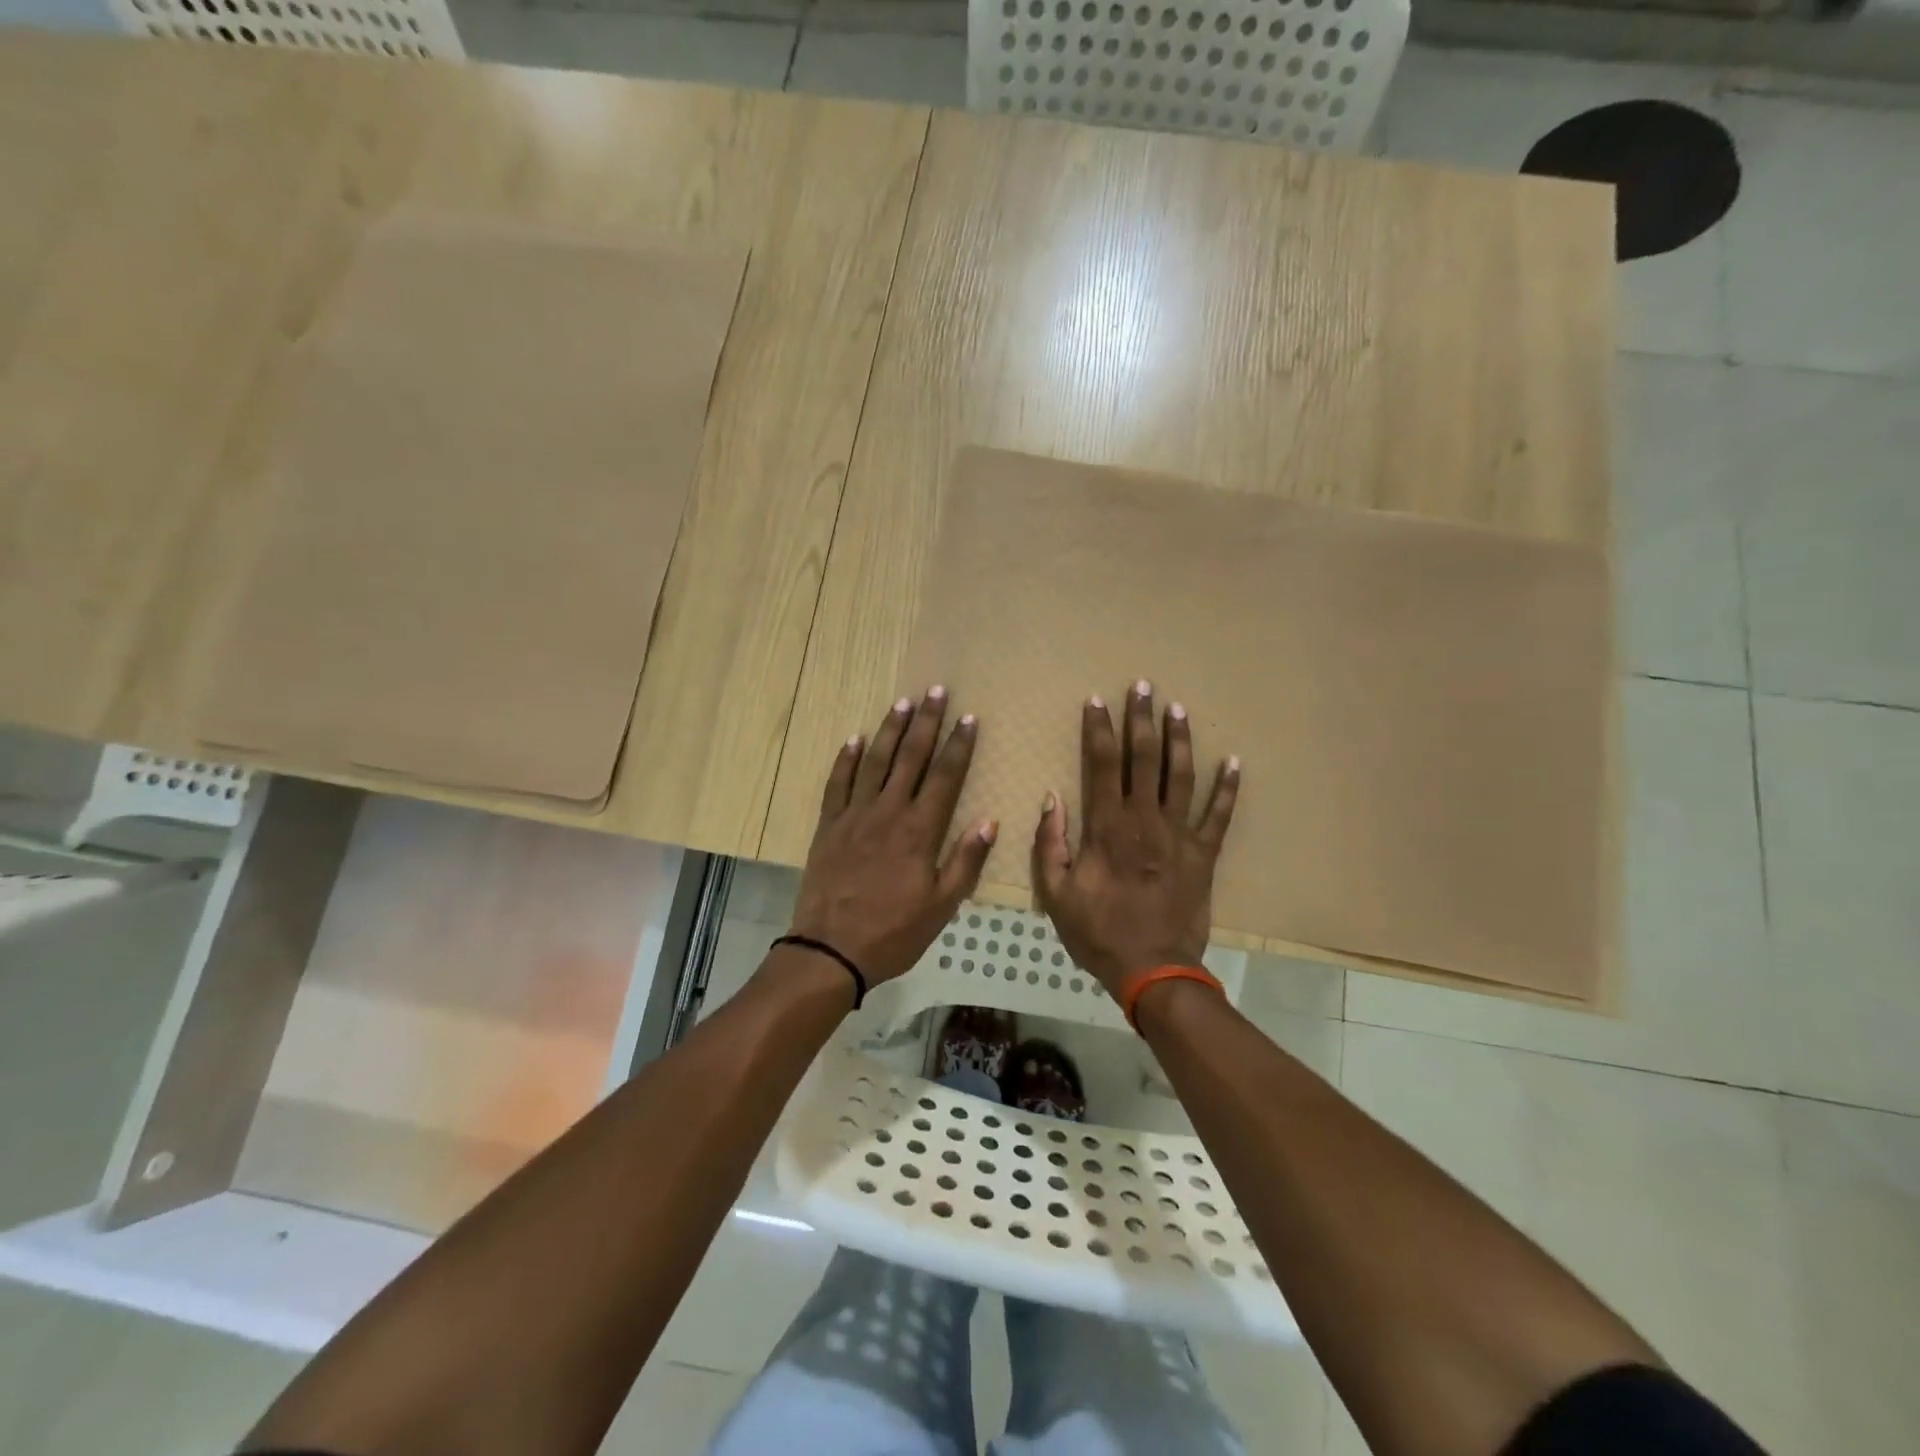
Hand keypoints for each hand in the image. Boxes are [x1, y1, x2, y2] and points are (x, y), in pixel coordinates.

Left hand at [790, 687, 996, 985]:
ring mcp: (854, 815)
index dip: (958, 745)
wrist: (830, 950)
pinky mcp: (829, 826)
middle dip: (926, 722)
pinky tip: (854, 738)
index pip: (945, 776)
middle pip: (910, 757)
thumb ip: (966, 861)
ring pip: (875, 761)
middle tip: (936, 690)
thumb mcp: (942, 906)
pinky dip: (846, 759)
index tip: (968, 717)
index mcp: (920, 830)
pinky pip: (838, 783)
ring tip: (903, 702)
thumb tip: (990, 821)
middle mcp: (888, 812)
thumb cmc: (894, 932)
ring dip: (890, 730)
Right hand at [1031, 681, 1239, 997]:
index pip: (1102, 764)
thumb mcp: (1057, 893)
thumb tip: (1052, 798)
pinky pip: (1219, 815)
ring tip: (1178, 709)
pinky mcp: (1205, 854)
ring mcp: (1180, 835)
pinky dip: (1228, 788)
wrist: (1153, 970)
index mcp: (1108, 827)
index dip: (1099, 729)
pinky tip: (1234, 762)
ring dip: (1180, 740)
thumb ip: (1051, 844)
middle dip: (1141, 719)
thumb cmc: (1099, 932)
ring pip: (1181, 776)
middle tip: (1143, 686)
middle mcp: (1146, 820)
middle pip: (1144, 758)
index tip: (1096, 700)